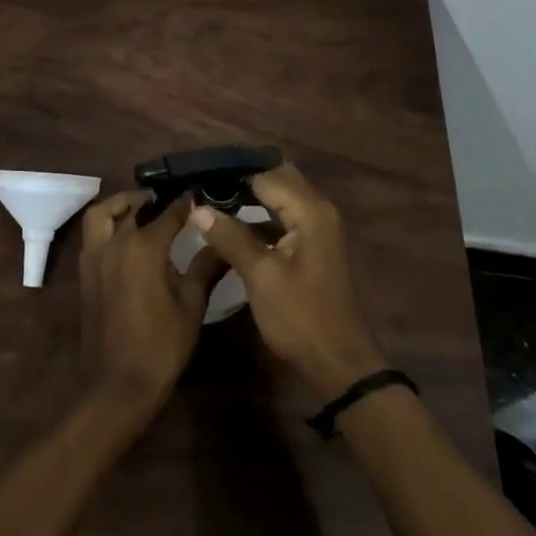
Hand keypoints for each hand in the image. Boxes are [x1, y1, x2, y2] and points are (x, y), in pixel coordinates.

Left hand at [79, 190, 225, 416]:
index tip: (203, 194)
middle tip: (177, 203)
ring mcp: (95, 256)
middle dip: (156, 200)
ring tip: (143, 209)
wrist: (117, 386)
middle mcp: (116, 243)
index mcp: (145, 247)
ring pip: (103, 213)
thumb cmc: (161, 346)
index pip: (170, 210)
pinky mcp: (85, 272)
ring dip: (122, 204)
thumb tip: (224, 238)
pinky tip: (126, 236)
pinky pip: (93, 234)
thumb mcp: (192, 305)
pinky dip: (107, 223)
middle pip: (135, 207)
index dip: (188, 200)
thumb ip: (207, 266)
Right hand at [192, 163, 388, 397]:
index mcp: (310, 210)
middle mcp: (318, 210)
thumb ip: (230, 237)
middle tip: (205, 183)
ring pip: (281, 198)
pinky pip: (284, 217)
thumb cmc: (300, 316)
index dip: (233, 174)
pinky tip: (233, 224)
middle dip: (243, 179)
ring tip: (211, 198)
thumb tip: (198, 208)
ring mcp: (318, 228)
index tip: (199, 175)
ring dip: (251, 196)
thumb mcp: (260, 276)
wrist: (338, 362)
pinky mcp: (313, 245)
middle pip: (278, 179)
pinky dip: (261, 216)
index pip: (267, 175)